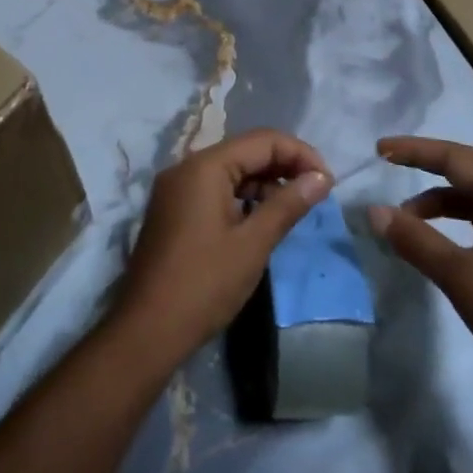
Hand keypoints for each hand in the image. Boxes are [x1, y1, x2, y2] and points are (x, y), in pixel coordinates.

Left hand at [112, 129, 332, 366]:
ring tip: (295, 207)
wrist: (145, 332)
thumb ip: (288, 204)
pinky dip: (243, 197)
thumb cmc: (203, 285)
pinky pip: (215, 189)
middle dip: (284, 166)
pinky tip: (262, 219)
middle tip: (317, 192)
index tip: (328, 181)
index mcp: (204, 166)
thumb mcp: (253, 244)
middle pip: (246, 151)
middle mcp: (186, 167)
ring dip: (265, 182)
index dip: (300, 154)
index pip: (263, 140)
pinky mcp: (173, 210)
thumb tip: (322, 178)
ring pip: (231, 170)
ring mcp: (176, 189)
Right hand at [367, 136, 472, 417]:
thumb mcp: (462, 277)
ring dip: (438, 201)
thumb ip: (416, 240)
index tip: (380, 150)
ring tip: (404, 219)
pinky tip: (436, 243)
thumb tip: (374, 210)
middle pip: (467, 169)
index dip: (416, 150)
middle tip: (389, 164)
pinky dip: (454, 223)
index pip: (455, 158)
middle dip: (427, 164)